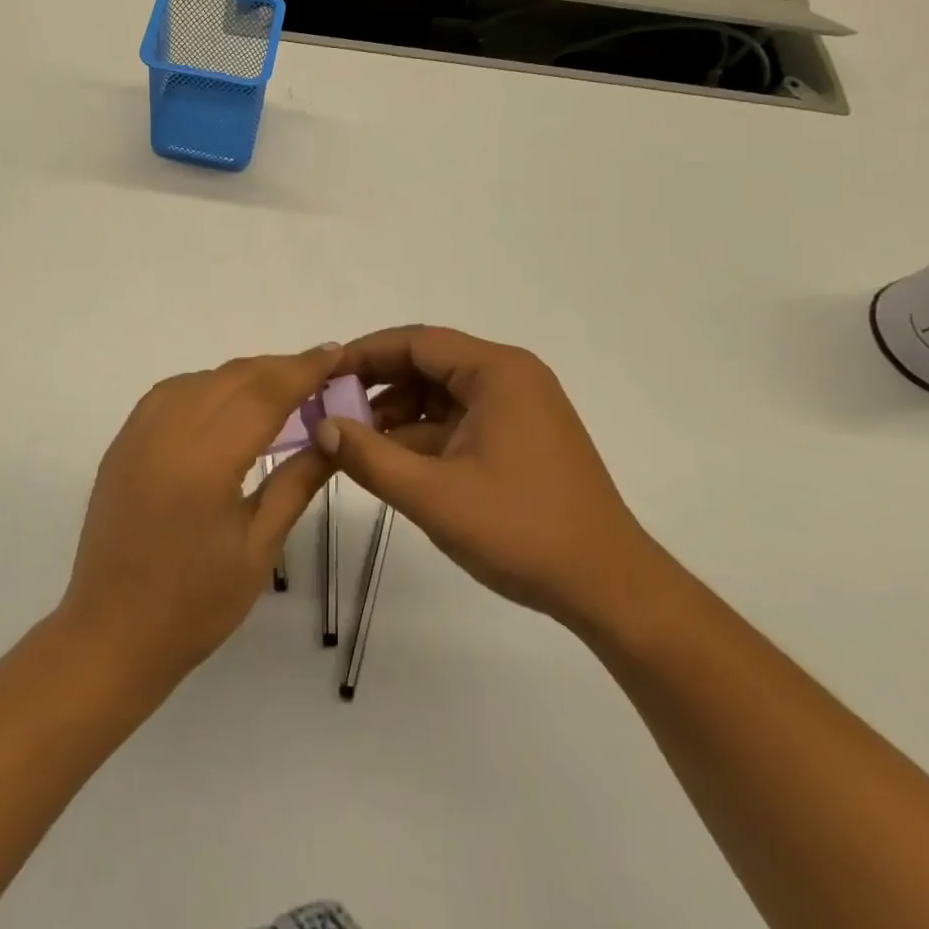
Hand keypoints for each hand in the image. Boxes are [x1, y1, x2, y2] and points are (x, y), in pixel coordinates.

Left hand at [57, 344, 342, 691]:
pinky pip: (168, 394)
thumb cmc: (195, 604)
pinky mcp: (121, 443)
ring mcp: (137, 434)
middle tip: (317, 373)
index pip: (264, 394)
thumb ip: (296, 482)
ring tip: (276, 389)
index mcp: (205, 461)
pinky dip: (203, 386)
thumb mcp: (259, 548)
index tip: (334, 353)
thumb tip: (332, 437)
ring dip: (241, 375)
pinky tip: (222, 404)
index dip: (302, 370)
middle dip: (278, 368)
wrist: (111, 634)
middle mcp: (167, 433)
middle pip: (232, 378)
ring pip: (199, 379)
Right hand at [316, 326, 659, 631]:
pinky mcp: (520, 435)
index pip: (416, 342)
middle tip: (332, 411)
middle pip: (428, 363)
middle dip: (378, 386)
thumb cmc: (522, 531)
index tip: (323, 376)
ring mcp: (518, 406)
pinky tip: (394, 462)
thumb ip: (370, 457)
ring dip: (398, 414)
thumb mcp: (433, 495)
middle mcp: (510, 376)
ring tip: (357, 443)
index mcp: (497, 372)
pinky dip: (424, 435)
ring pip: (441, 393)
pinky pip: (459, 419)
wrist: (608, 587)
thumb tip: (321, 427)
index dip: (364, 354)